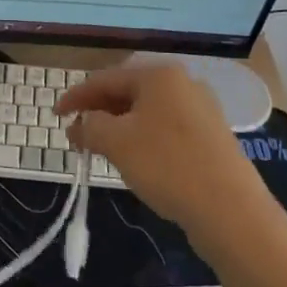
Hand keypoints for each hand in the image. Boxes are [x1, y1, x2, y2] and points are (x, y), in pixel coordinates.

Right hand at [55, 66, 265, 241]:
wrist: (231, 211)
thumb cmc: (167, 165)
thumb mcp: (116, 142)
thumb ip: (90, 127)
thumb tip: (79, 125)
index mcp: (159, 75)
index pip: (105, 79)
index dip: (76, 97)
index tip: (56, 115)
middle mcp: (182, 83)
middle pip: (128, 92)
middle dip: (99, 112)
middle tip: (77, 134)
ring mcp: (200, 110)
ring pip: (147, 112)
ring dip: (119, 127)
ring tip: (101, 148)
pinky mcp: (210, 137)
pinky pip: (165, 129)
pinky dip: (142, 138)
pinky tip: (135, 160)